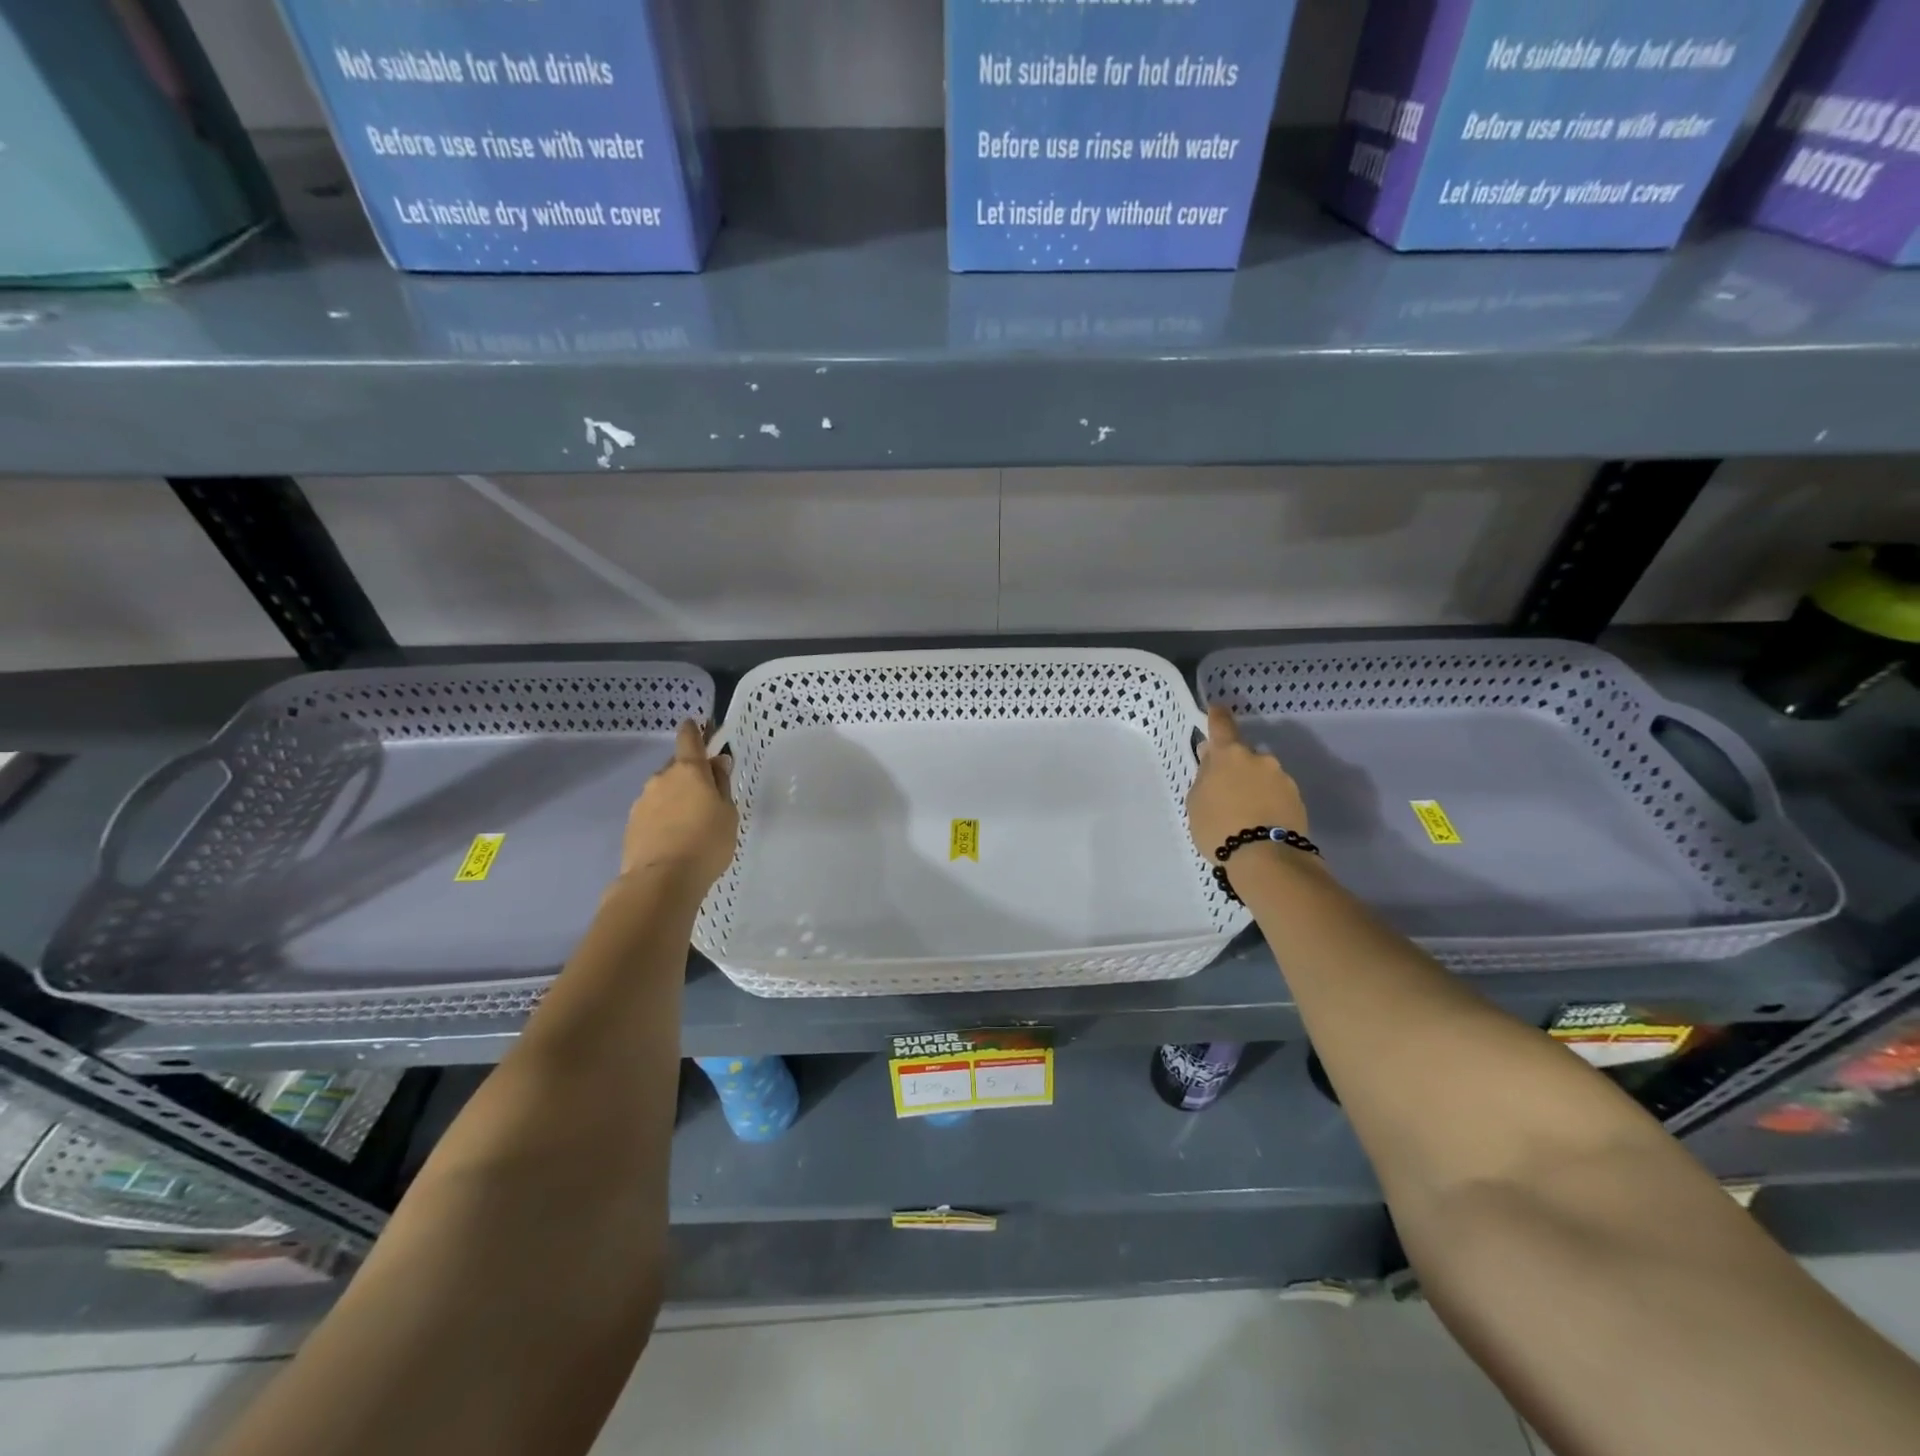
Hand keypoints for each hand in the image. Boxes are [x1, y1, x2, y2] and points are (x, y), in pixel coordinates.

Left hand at [618, 721, 737, 889]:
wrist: (661, 880)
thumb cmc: (706, 842)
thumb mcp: (728, 813)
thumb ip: (722, 784)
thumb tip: (717, 763)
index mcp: (689, 771)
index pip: (689, 738)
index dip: (694, 730)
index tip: (698, 725)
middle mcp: (661, 778)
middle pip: (677, 767)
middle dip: (690, 774)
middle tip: (706, 794)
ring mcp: (643, 801)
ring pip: (663, 790)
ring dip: (675, 798)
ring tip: (690, 823)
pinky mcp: (632, 824)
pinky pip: (653, 812)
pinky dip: (663, 817)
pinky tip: (674, 837)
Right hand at [1187, 704, 1310, 860]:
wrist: (1265, 858)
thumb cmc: (1219, 827)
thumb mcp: (1196, 802)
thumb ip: (1204, 777)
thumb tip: (1212, 761)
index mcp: (1229, 755)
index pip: (1221, 725)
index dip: (1217, 716)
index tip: (1216, 709)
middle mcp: (1259, 759)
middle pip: (1242, 756)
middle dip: (1234, 768)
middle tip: (1223, 791)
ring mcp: (1282, 778)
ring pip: (1261, 775)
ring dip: (1252, 786)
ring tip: (1243, 814)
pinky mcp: (1297, 798)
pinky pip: (1276, 793)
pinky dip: (1267, 802)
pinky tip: (1259, 821)